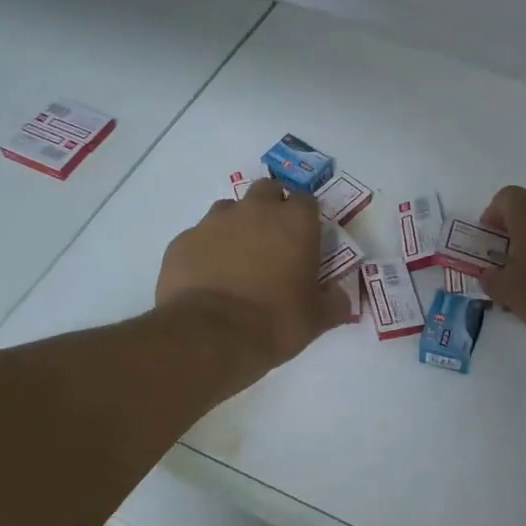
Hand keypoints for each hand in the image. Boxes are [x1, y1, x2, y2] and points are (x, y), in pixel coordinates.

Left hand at [156, 178, 350, 371]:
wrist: (210, 336)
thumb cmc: (275, 322)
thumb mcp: (316, 319)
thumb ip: (334, 303)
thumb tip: (342, 299)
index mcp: (295, 222)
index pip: (306, 200)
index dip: (306, 217)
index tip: (305, 239)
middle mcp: (255, 210)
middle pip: (267, 190)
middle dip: (270, 207)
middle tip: (272, 241)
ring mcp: (214, 221)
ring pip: (230, 209)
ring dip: (237, 225)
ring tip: (237, 259)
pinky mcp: (183, 240)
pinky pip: (199, 236)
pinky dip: (206, 249)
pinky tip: (207, 277)